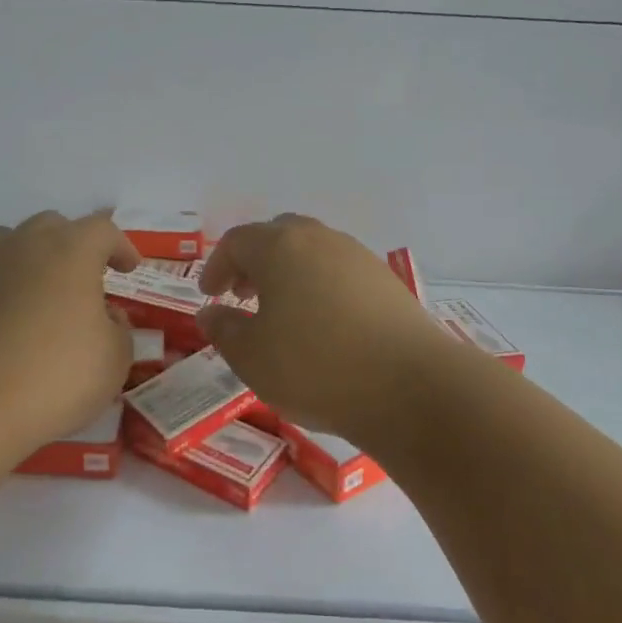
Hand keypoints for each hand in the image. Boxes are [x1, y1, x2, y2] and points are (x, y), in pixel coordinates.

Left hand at [0, 211, 140, 457]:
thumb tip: (106, 318)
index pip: (103, 230)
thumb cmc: (53, 376)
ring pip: (8, 243)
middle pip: (52, 227)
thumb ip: (118, 331)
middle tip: (84, 279)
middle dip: (73, 246)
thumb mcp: (113, 360)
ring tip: (37, 292)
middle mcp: (22, 245)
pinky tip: (0, 324)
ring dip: (28, 260)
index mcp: (70, 250)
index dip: (120, 246)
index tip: (129, 268)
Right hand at [198, 214, 453, 444]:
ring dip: (289, 273)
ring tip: (282, 312)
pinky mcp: (386, 281)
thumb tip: (211, 313)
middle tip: (243, 294)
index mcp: (280, 247)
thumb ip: (224, 330)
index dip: (217, 265)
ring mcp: (358, 257)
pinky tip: (323, 325)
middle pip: (277, 235)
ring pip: (312, 251)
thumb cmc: (316, 367)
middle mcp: (319, 239)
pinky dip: (320, 286)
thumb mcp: (252, 357)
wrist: (411, 387)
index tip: (210, 294)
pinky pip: (340, 272)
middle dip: (254, 261)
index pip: (237, 241)